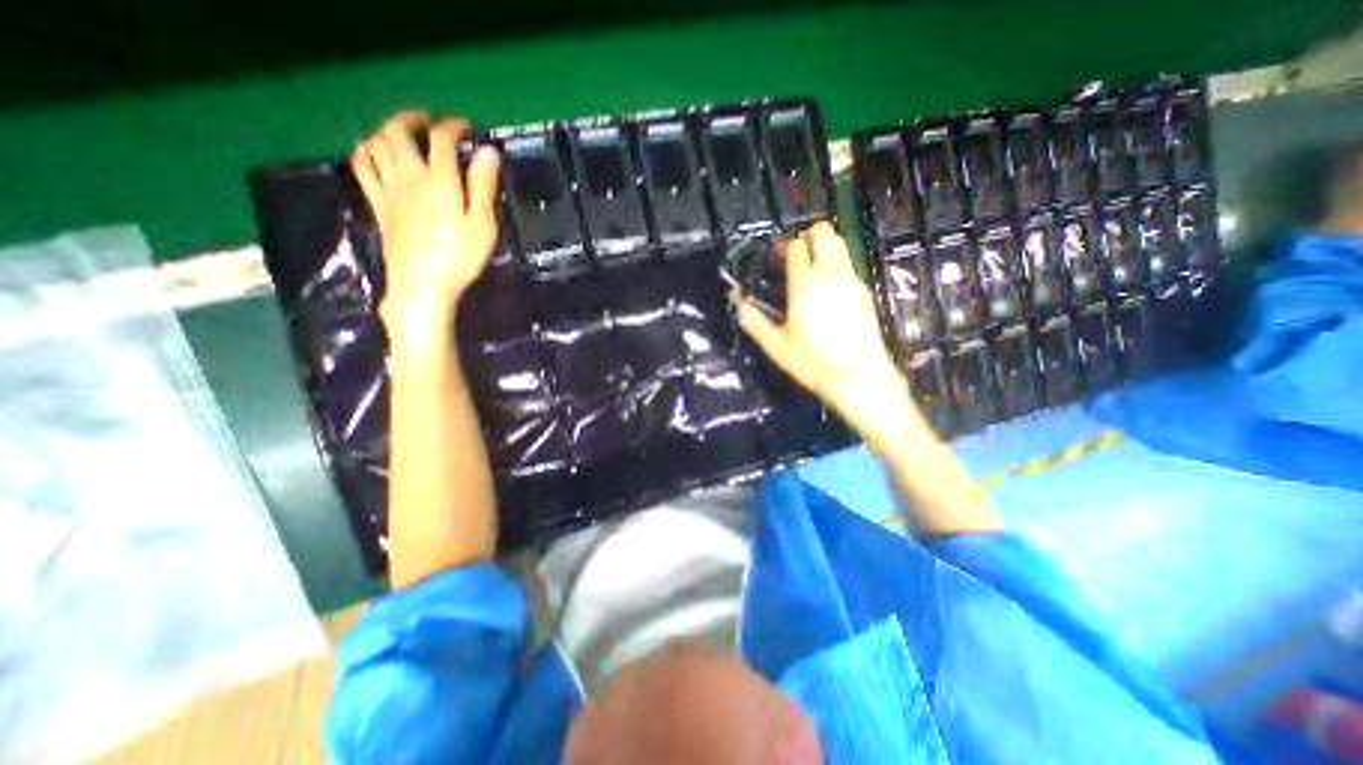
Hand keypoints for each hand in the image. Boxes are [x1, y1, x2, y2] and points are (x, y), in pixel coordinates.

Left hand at [350, 110, 498, 339]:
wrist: (422, 284)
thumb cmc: (460, 257)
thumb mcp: (483, 225)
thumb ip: (483, 187)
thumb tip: (489, 152)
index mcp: (439, 181)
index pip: (441, 140)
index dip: (452, 127)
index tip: (465, 128)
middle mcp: (409, 177)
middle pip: (398, 132)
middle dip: (412, 119)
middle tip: (427, 121)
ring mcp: (388, 190)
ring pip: (375, 144)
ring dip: (387, 131)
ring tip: (401, 135)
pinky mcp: (378, 205)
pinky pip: (362, 168)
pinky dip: (367, 152)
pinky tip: (376, 155)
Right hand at [736, 221, 914, 438]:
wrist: (858, 375)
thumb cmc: (811, 361)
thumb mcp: (776, 345)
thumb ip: (753, 320)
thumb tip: (735, 300)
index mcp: (805, 284)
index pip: (796, 247)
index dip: (783, 247)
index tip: (775, 258)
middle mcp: (831, 274)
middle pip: (824, 233)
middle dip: (807, 236)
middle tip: (795, 256)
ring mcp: (851, 280)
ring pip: (840, 244)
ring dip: (823, 247)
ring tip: (810, 269)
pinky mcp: (864, 290)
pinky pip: (848, 264)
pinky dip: (836, 264)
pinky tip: (827, 288)